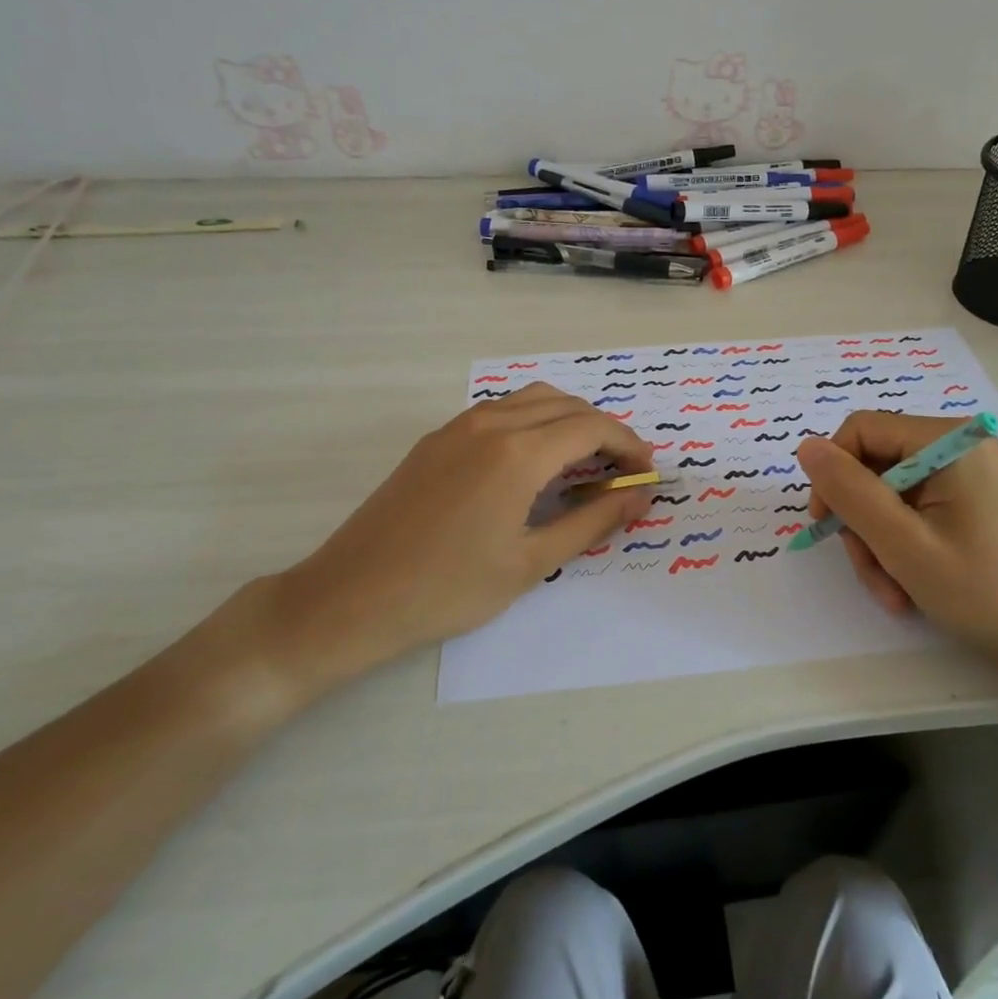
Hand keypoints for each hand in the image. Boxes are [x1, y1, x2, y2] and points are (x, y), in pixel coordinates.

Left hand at [217, 385, 653, 712]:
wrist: (350, 598)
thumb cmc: (448, 589)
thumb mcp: (530, 563)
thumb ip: (591, 523)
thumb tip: (639, 498)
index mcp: (517, 453)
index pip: (591, 428)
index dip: (628, 445)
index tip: (646, 472)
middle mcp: (490, 424)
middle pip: (565, 405)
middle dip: (603, 430)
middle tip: (622, 470)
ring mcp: (457, 427)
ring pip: (531, 400)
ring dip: (568, 420)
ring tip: (585, 462)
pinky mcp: (436, 440)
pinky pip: (500, 412)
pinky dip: (533, 422)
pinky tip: (534, 463)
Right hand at [796, 412, 997, 682]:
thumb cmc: (988, 593)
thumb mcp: (904, 544)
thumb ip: (850, 491)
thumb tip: (806, 447)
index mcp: (948, 441)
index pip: (861, 430)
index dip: (833, 473)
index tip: (827, 525)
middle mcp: (959, 447)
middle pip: (875, 466)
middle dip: (862, 523)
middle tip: (873, 574)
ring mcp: (969, 477)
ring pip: (890, 496)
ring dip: (880, 545)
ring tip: (895, 593)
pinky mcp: (974, 504)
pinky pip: (917, 513)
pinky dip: (904, 549)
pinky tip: (912, 589)